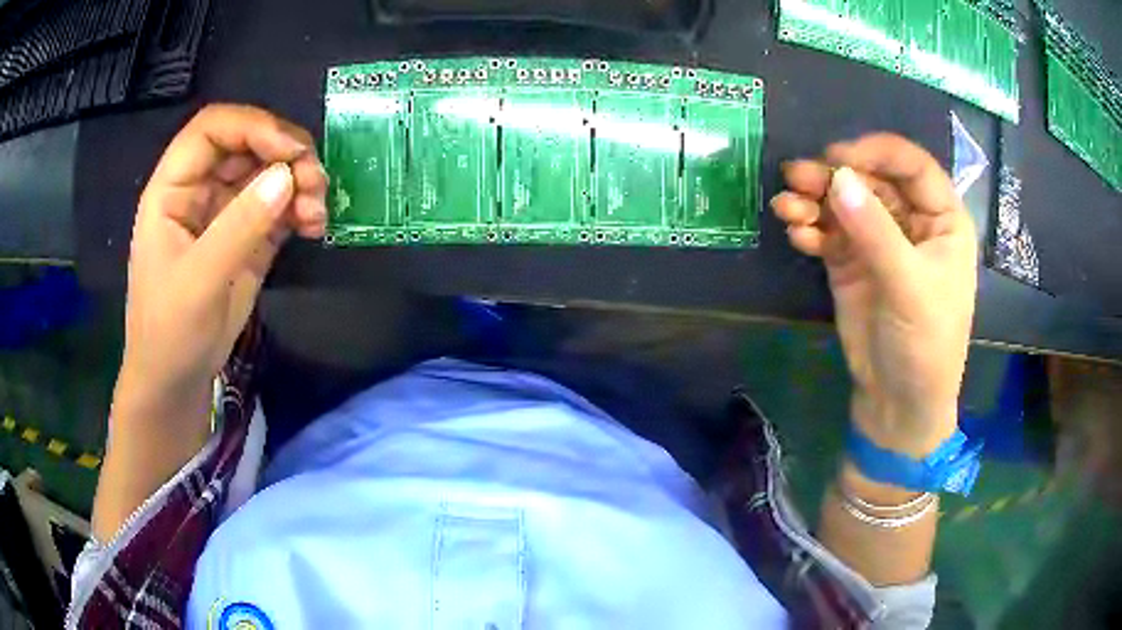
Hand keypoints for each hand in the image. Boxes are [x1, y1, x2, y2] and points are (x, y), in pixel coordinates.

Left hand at [115, 104, 327, 425]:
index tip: (290, 150)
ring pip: (269, 172)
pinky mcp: (248, 236)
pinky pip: (280, 205)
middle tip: (315, 182)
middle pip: (248, 144)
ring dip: (300, 182)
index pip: (212, 129)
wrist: (175, 381)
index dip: (253, 126)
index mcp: (174, 188)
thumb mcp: (199, 281)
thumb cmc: (170, 331)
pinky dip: (302, 208)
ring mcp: (226, 212)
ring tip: (318, 212)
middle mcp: (201, 189)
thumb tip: (287, 177)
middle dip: (285, 154)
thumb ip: (239, 226)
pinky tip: (315, 226)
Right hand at [772, 134, 976, 456]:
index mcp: (942, 221)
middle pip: (871, 180)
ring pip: (846, 204)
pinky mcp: (851, 264)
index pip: (912, 166)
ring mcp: (879, 243)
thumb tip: (838, 179)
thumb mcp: (909, 287)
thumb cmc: (926, 346)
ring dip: (814, 201)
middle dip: (834, 176)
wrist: (898, 405)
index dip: (877, 152)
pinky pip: (829, 233)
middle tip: (795, 176)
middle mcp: (911, 223)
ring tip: (785, 207)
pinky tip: (797, 235)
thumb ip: (876, 232)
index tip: (837, 155)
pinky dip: (811, 230)